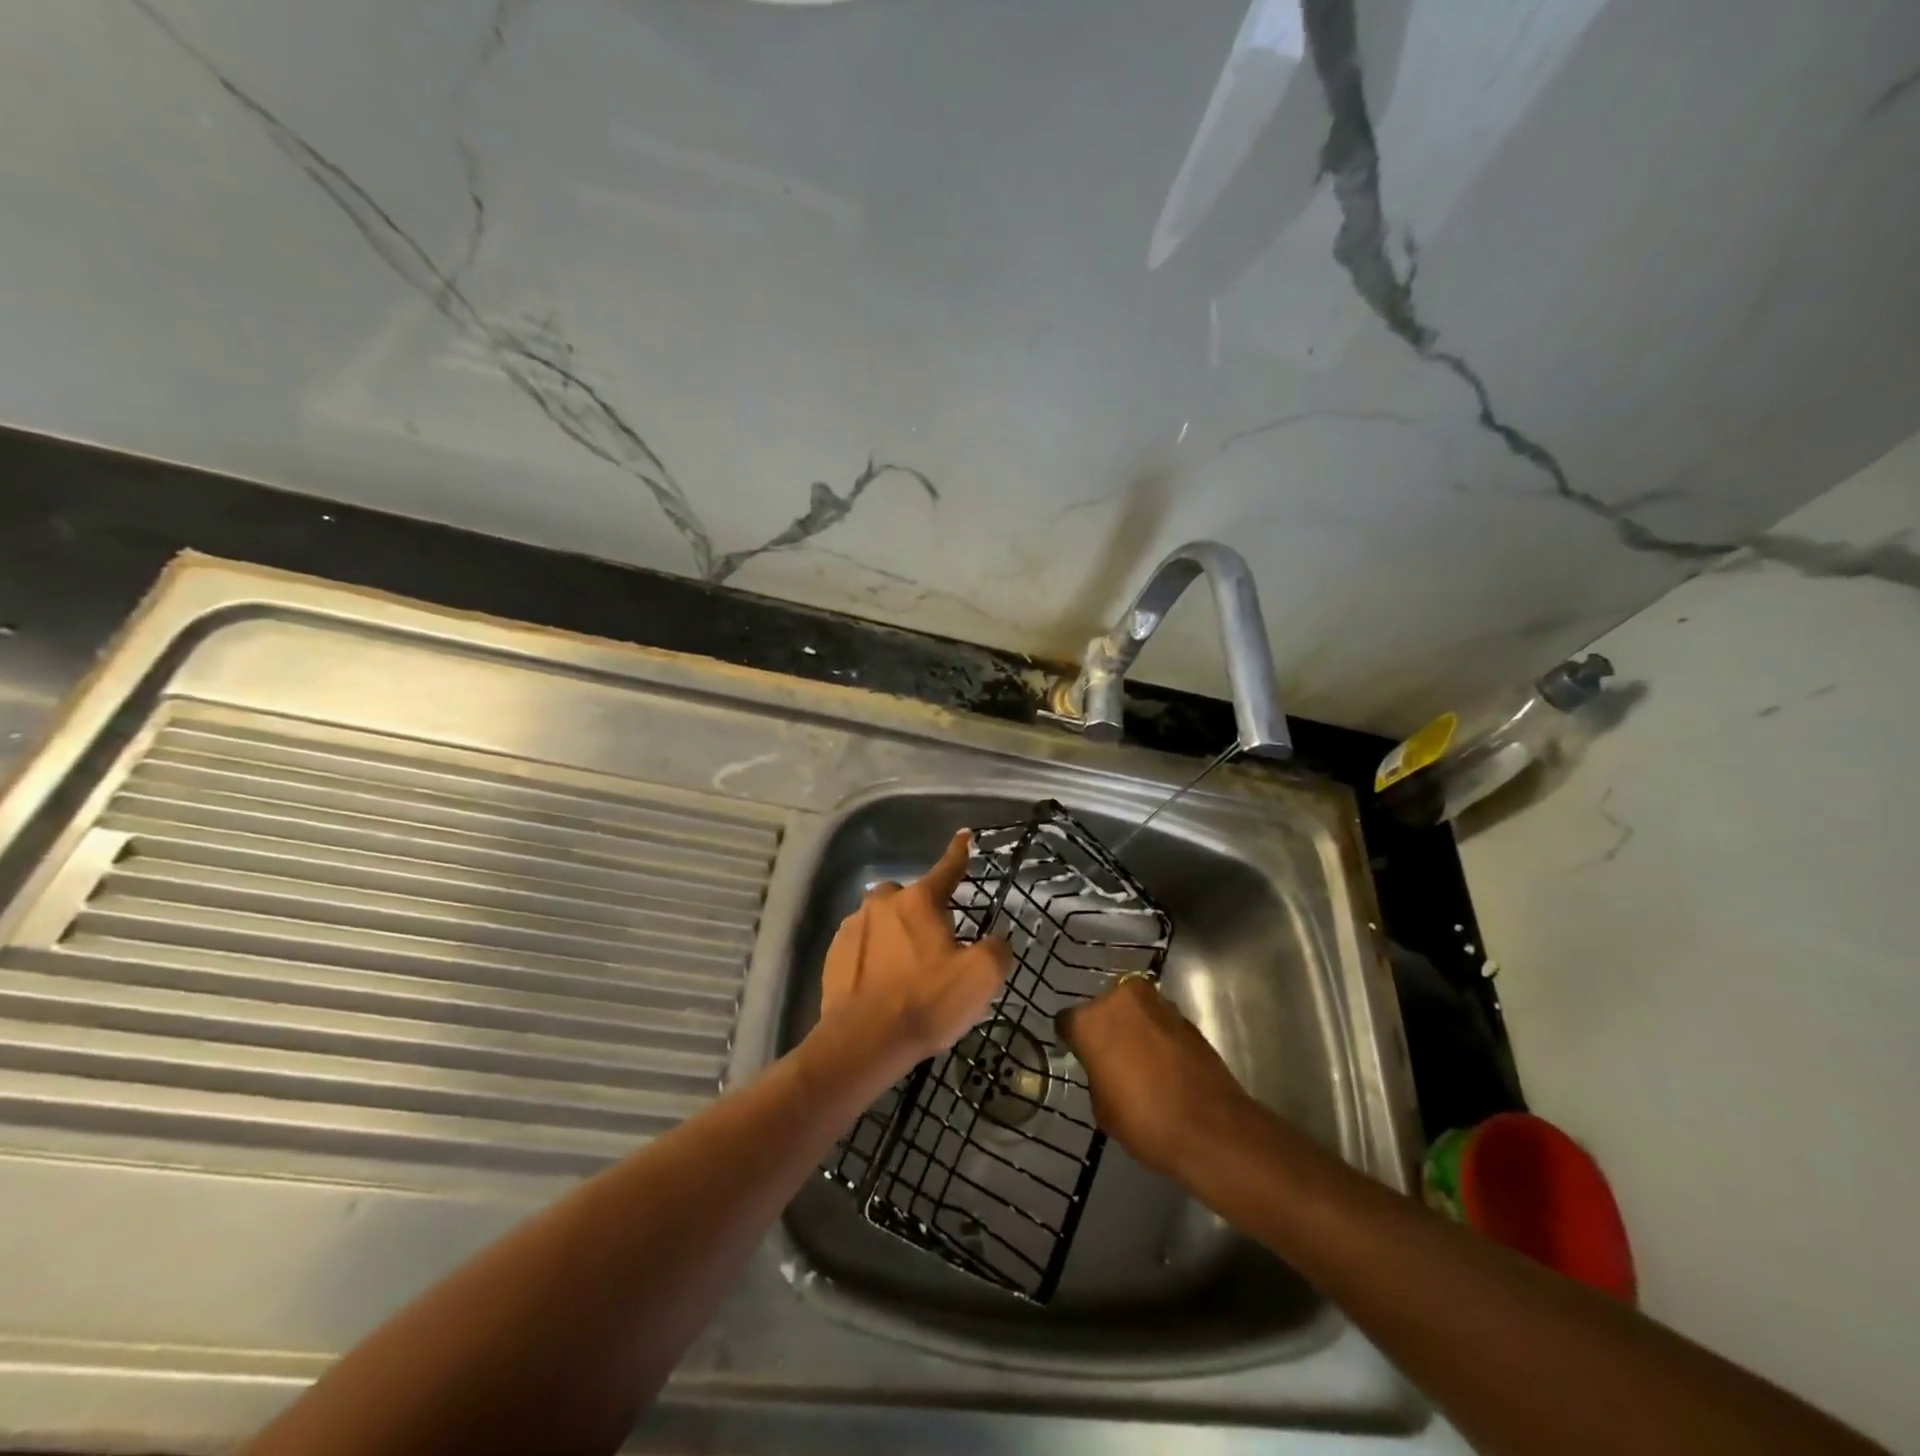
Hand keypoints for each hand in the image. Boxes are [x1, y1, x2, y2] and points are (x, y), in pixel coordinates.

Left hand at [814, 830, 1011, 1085]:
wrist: (863, 1042)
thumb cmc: (927, 1002)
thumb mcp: (980, 978)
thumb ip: (997, 949)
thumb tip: (997, 939)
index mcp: (919, 900)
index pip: (947, 868)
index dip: (960, 853)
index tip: (965, 835)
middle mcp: (882, 903)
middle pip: (909, 897)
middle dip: (922, 912)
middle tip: (935, 947)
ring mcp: (852, 927)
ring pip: (882, 920)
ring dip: (895, 935)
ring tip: (907, 971)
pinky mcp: (833, 954)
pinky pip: (862, 945)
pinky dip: (874, 956)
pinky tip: (882, 984)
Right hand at [1056, 975, 1255, 1182]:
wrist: (1212, 1130)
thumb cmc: (1144, 1121)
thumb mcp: (1102, 1106)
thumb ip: (1096, 1073)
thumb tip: (1105, 1065)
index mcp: (1091, 1020)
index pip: (1068, 1021)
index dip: (1072, 1040)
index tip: (1078, 1055)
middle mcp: (1121, 999)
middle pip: (1104, 1007)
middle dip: (1106, 1026)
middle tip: (1110, 1056)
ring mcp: (1157, 1004)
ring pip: (1135, 1010)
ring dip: (1134, 1027)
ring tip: (1140, 1060)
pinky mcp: (1186, 1017)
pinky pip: (1160, 1022)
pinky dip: (1158, 1036)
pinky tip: (1163, 1064)